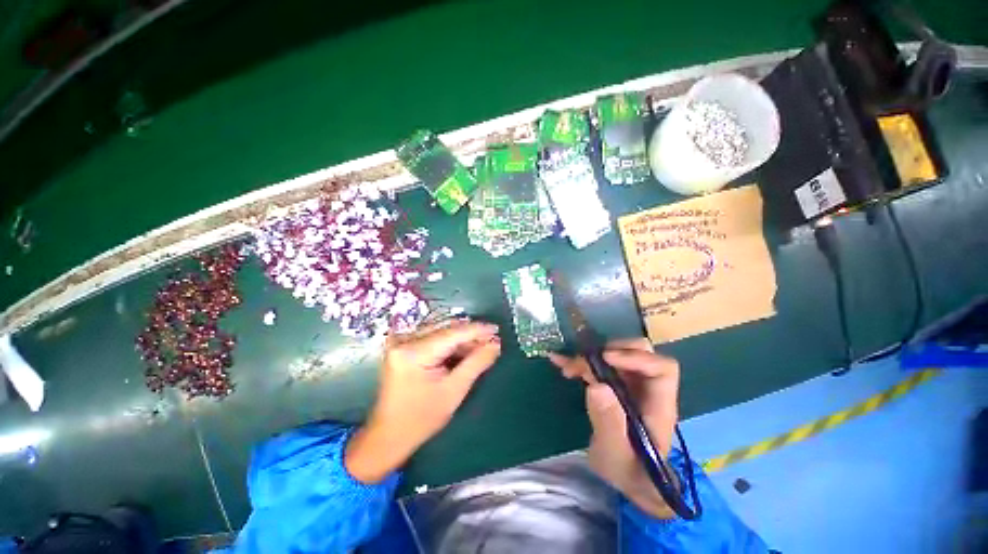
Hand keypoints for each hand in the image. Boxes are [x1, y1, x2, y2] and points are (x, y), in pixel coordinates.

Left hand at [346, 321, 500, 483]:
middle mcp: (404, 341)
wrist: (389, 435)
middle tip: (492, 341)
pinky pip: (433, 337)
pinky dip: (450, 343)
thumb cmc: (421, 419)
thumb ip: (476, 363)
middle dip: (471, 334)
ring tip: (481, 346)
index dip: (477, 330)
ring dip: (462, 338)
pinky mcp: (403, 347)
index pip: (452, 333)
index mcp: (413, 353)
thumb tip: (495, 344)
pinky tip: (464, 350)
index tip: (496, 329)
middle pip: (446, 329)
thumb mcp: (454, 391)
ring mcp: (401, 342)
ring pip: (441, 331)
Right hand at [549, 338, 679, 518]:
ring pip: (615, 355)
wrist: (624, 478)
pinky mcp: (613, 384)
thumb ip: (608, 423)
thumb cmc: (627, 470)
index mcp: (658, 405)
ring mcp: (630, 384)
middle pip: (640, 352)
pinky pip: (598, 364)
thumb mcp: (615, 454)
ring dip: (590, 357)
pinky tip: (561, 362)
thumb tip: (597, 386)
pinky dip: (580, 361)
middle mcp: (646, 388)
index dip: (636, 357)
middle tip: (585, 362)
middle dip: (610, 350)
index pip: (662, 369)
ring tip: (568, 369)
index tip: (605, 358)